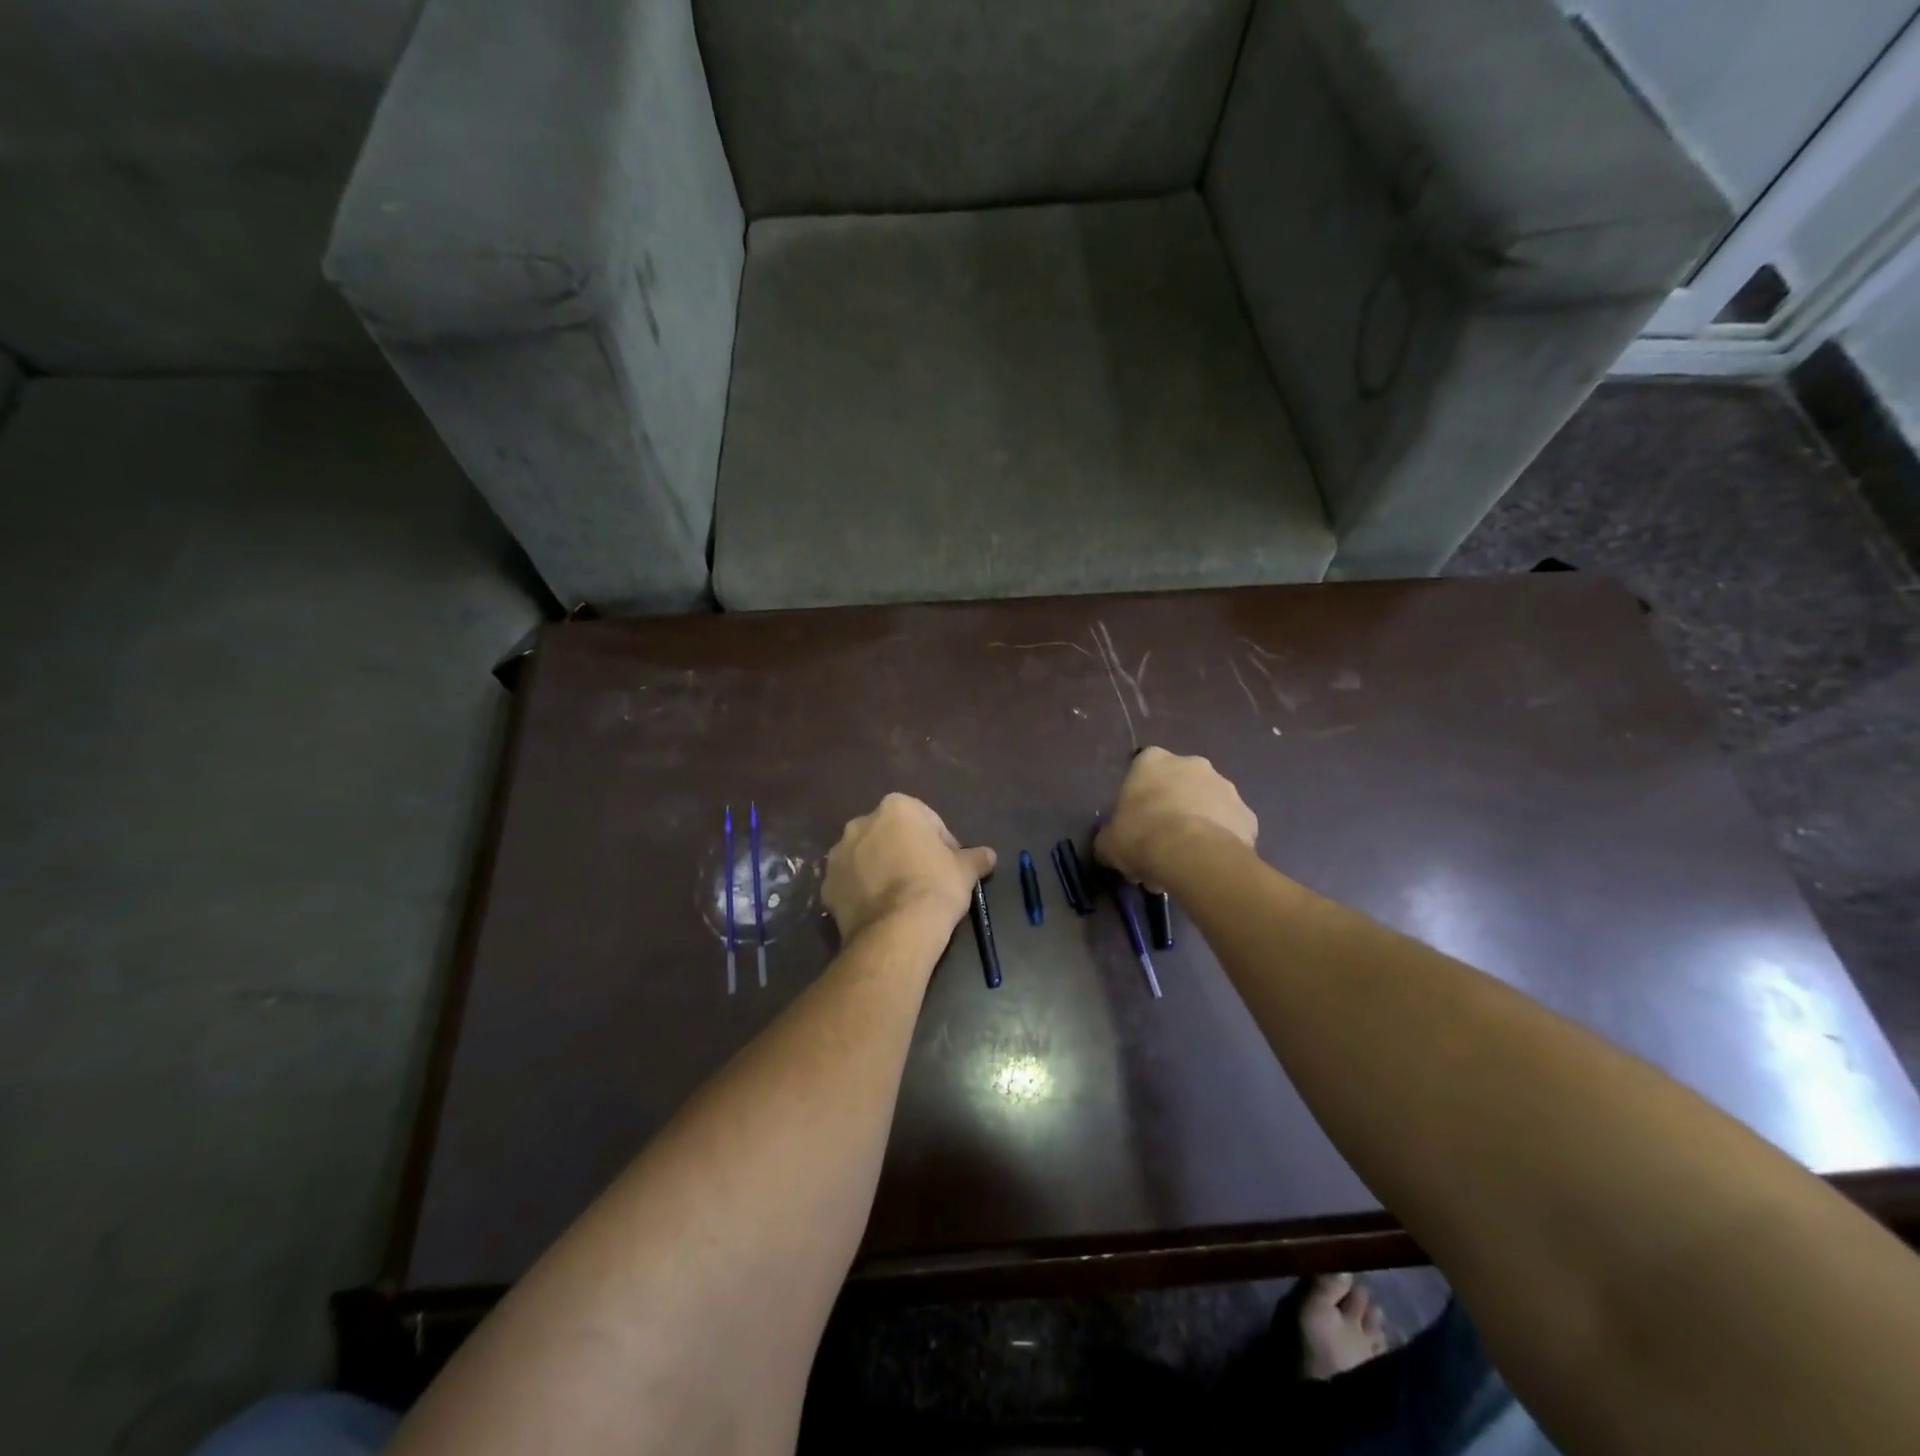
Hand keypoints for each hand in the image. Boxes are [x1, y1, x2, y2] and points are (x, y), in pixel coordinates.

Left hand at [823, 794, 995, 941]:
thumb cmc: (936, 887)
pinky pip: (849, 883)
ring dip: (879, 869)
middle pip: (890, 834)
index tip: (948, 865)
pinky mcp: (827, 885)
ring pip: (865, 857)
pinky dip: (861, 891)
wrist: (897, 930)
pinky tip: (880, 910)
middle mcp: (861, 823)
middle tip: (923, 879)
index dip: (940, 843)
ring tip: (899, 898)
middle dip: (904, 851)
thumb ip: (975, 857)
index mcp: (896, 808)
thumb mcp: (965, 871)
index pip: (925, 820)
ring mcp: (838, 854)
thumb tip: (989, 855)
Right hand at [1095, 747, 1256, 887]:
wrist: (1193, 857)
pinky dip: (1221, 841)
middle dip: (1172, 807)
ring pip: (1208, 804)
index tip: (1137, 821)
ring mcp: (1226, 787)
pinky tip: (1209, 864)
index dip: (1140, 796)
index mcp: (1153, 761)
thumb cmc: (1141, 837)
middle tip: (1161, 842)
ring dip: (1198, 823)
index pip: (1143, 769)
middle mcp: (1192, 764)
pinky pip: (1230, 827)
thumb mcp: (1108, 841)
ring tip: (1186, 859)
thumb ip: (1111, 835)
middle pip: (1180, 784)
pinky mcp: (1248, 815)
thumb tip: (1113, 844)